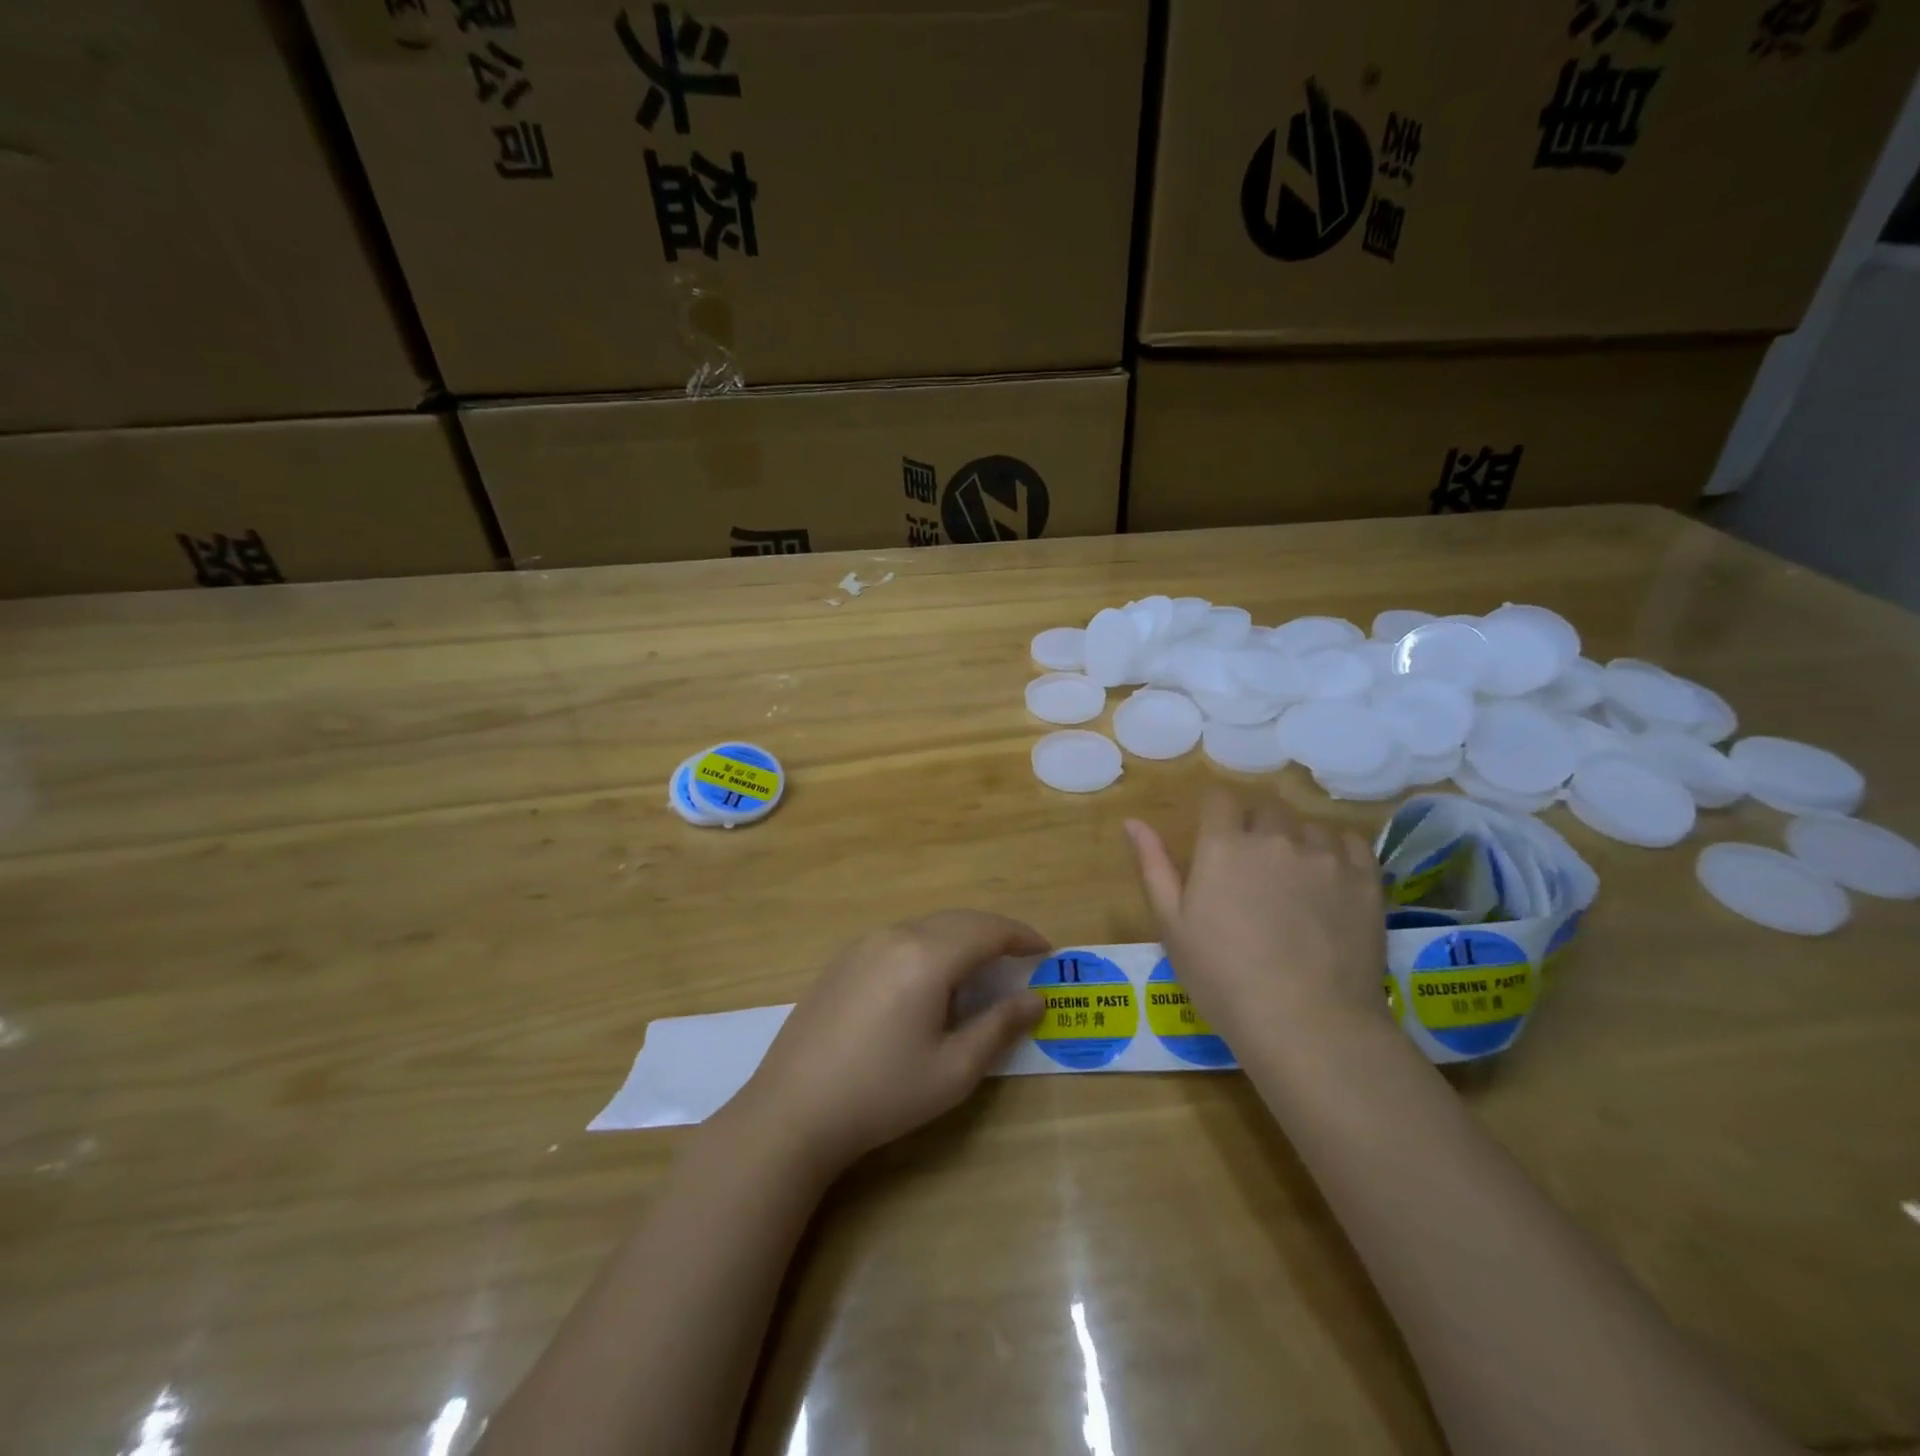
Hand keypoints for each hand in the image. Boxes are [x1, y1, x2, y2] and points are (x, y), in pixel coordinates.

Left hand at [727, 911, 1048, 1176]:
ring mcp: (863, 944)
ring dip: (961, 937)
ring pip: (927, 926)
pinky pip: (899, 937)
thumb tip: (1036, 999)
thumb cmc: (883, 1094)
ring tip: (982, 968)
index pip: (987, 931)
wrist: (793, 1110)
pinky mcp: (843, 959)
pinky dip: (929, 945)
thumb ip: (999, 1026)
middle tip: (1021, 958)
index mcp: (926, 957)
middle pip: (958, 920)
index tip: (1047, 951)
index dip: (1022, 936)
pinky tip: (930, 979)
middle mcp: (895, 936)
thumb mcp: (953, 1070)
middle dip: (995, 933)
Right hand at [1125, 791, 1385, 1045]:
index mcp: (1224, 846)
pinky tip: (1329, 880)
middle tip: (1252, 870)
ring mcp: (1325, 856)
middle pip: (1265, 809)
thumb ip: (1154, 866)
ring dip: (1296, 841)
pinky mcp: (1365, 879)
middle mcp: (1275, 838)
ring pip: (1307, 826)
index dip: (1216, 814)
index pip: (1220, 799)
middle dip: (1255, 827)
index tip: (1215, 839)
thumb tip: (1133, 821)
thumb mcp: (1173, 926)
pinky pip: (1349, 842)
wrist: (1307, 1024)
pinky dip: (1336, 851)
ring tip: (1294, 880)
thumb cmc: (1223, 979)